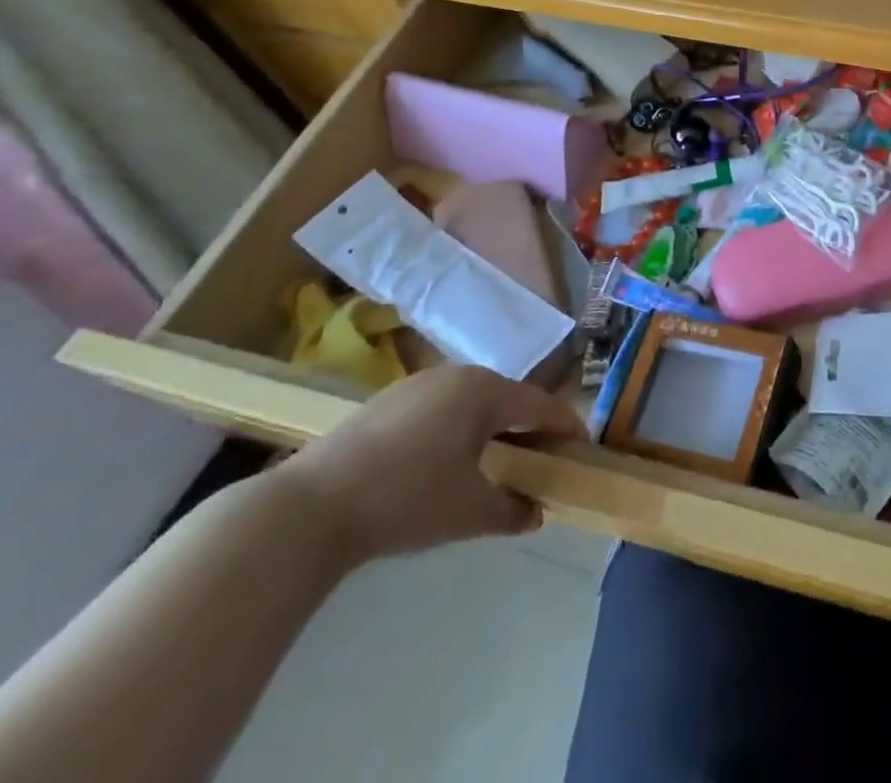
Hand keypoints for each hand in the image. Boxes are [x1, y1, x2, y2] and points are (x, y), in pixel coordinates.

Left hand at [275, 365, 584, 563]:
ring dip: (489, 428)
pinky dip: (454, 430)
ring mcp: (416, 385)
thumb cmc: (407, 499)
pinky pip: (438, 409)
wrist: (307, 509)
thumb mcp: (469, 512)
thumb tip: (535, 514)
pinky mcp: (383, 403)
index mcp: (485, 391)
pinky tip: (442, 461)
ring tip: (493, 460)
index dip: (566, 426)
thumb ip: (511, 510)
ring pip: (470, 402)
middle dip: (526, 427)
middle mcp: (456, 376)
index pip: (541, 405)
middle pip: (506, 399)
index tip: (583, 447)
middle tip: (539, 457)